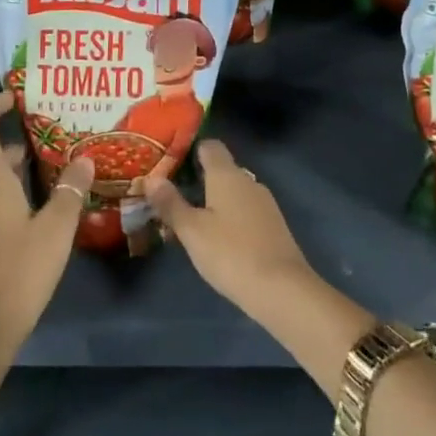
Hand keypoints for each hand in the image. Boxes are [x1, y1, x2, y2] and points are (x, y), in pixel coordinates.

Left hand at [0, 91, 93, 353]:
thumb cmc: (20, 270)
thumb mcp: (56, 228)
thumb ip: (70, 191)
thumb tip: (84, 159)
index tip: (13, 96)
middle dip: (18, 142)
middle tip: (54, 137)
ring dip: (21, 172)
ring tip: (58, 172)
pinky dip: (18, 196)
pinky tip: (46, 212)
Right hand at [144, 139, 313, 321]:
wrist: (282, 289)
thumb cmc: (231, 253)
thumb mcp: (192, 231)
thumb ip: (171, 203)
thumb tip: (152, 178)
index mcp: (227, 174)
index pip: (210, 146)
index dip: (190, 151)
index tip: (171, 164)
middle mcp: (248, 180)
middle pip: (221, 169)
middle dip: (199, 180)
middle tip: (174, 197)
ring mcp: (265, 203)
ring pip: (234, 192)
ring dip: (215, 201)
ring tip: (193, 221)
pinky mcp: (274, 225)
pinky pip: (246, 210)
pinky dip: (231, 217)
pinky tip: (219, 240)